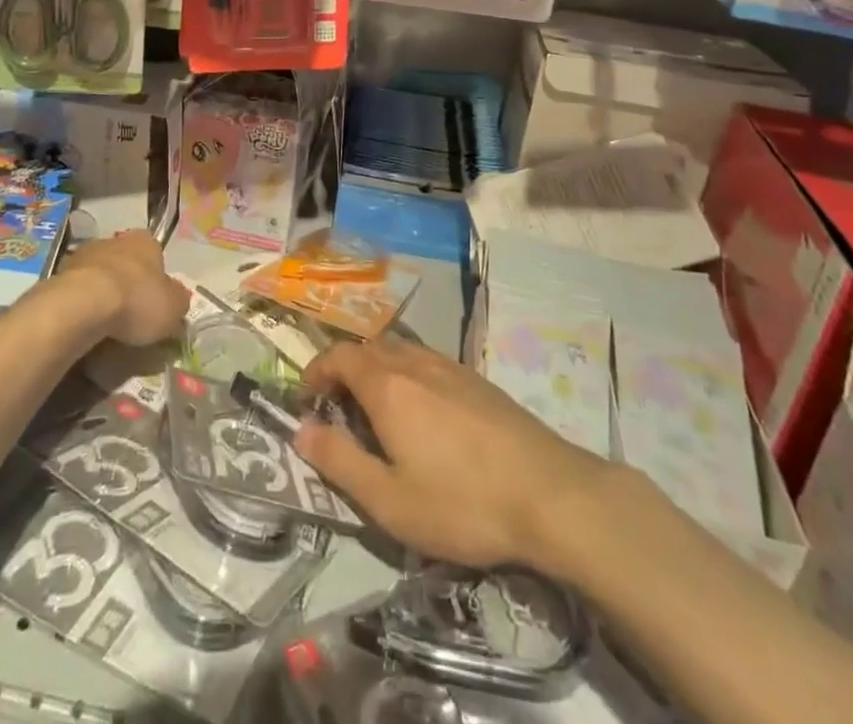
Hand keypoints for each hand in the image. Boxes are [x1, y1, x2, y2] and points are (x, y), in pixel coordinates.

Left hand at [60, 230, 187, 346]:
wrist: (82, 305)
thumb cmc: (137, 300)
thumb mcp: (174, 308)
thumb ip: (178, 303)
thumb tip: (176, 303)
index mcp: (145, 241)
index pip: (156, 255)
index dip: (157, 280)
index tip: (155, 303)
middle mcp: (115, 240)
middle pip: (127, 264)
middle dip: (129, 286)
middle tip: (132, 317)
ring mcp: (84, 255)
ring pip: (100, 276)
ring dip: (103, 295)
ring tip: (106, 328)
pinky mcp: (59, 275)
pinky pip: (78, 292)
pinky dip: (82, 307)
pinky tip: (86, 327)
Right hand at [294, 340, 609, 569]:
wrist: (551, 494)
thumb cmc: (462, 502)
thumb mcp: (389, 500)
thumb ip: (340, 462)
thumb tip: (300, 432)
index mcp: (387, 385)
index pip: (338, 357)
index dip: (316, 372)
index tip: (305, 400)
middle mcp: (414, 363)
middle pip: (368, 349)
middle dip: (344, 371)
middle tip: (338, 409)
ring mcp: (450, 367)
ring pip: (400, 353)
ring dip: (377, 371)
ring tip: (377, 412)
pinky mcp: (478, 380)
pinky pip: (428, 363)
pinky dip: (408, 376)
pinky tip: (424, 414)